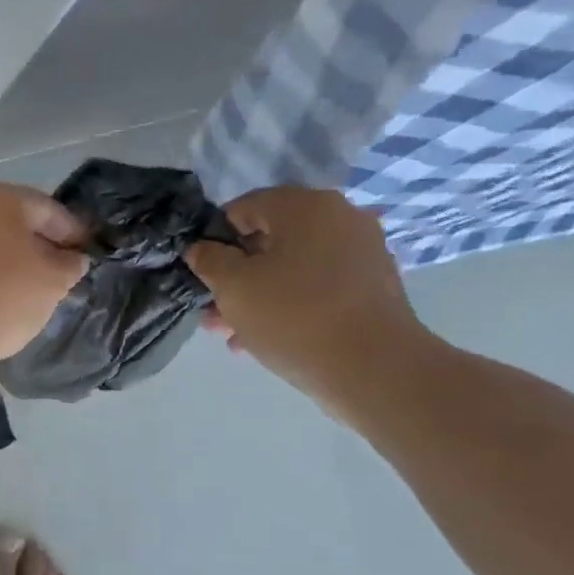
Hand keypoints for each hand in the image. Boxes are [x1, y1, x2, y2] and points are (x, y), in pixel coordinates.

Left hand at [0, 183, 87, 369]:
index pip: (49, 210)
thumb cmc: (1, 297)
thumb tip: (72, 258)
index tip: (88, 252)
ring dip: (12, 259)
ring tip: (31, 287)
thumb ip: (70, 264)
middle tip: (61, 271)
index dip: (74, 232)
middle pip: (15, 222)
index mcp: (0, 197)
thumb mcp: (52, 282)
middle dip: (40, 244)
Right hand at [187, 187, 433, 413]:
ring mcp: (360, 252)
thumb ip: (209, 259)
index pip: (242, 209)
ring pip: (290, 268)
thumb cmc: (292, 315)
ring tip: (231, 332)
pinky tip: (264, 338)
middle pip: (268, 241)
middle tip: (212, 309)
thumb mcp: (232, 286)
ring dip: (257, 295)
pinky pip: (316, 287)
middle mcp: (339, 218)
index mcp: (305, 206)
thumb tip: (201, 248)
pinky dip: (288, 304)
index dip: (213, 240)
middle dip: (235, 275)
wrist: (372, 367)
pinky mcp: (371, 286)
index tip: (201, 273)